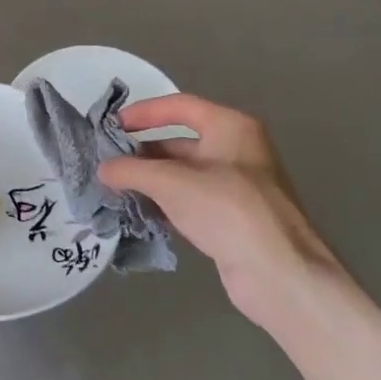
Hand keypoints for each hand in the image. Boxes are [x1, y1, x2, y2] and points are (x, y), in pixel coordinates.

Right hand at [99, 95, 345, 332]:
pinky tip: (141, 212)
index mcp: (230, 127)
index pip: (179, 106)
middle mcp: (236, 150)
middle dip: (143, 152)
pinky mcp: (233, 218)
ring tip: (116, 189)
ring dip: (151, 180)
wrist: (278, 273)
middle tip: (108, 163)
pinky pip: (192, 200)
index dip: (143, 112)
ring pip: (184, 174)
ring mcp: (237, 186)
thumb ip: (132, 170)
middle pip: (180, 141)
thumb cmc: (226, 210)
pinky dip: (166, 203)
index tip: (111, 126)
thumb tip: (102, 168)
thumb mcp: (171, 183)